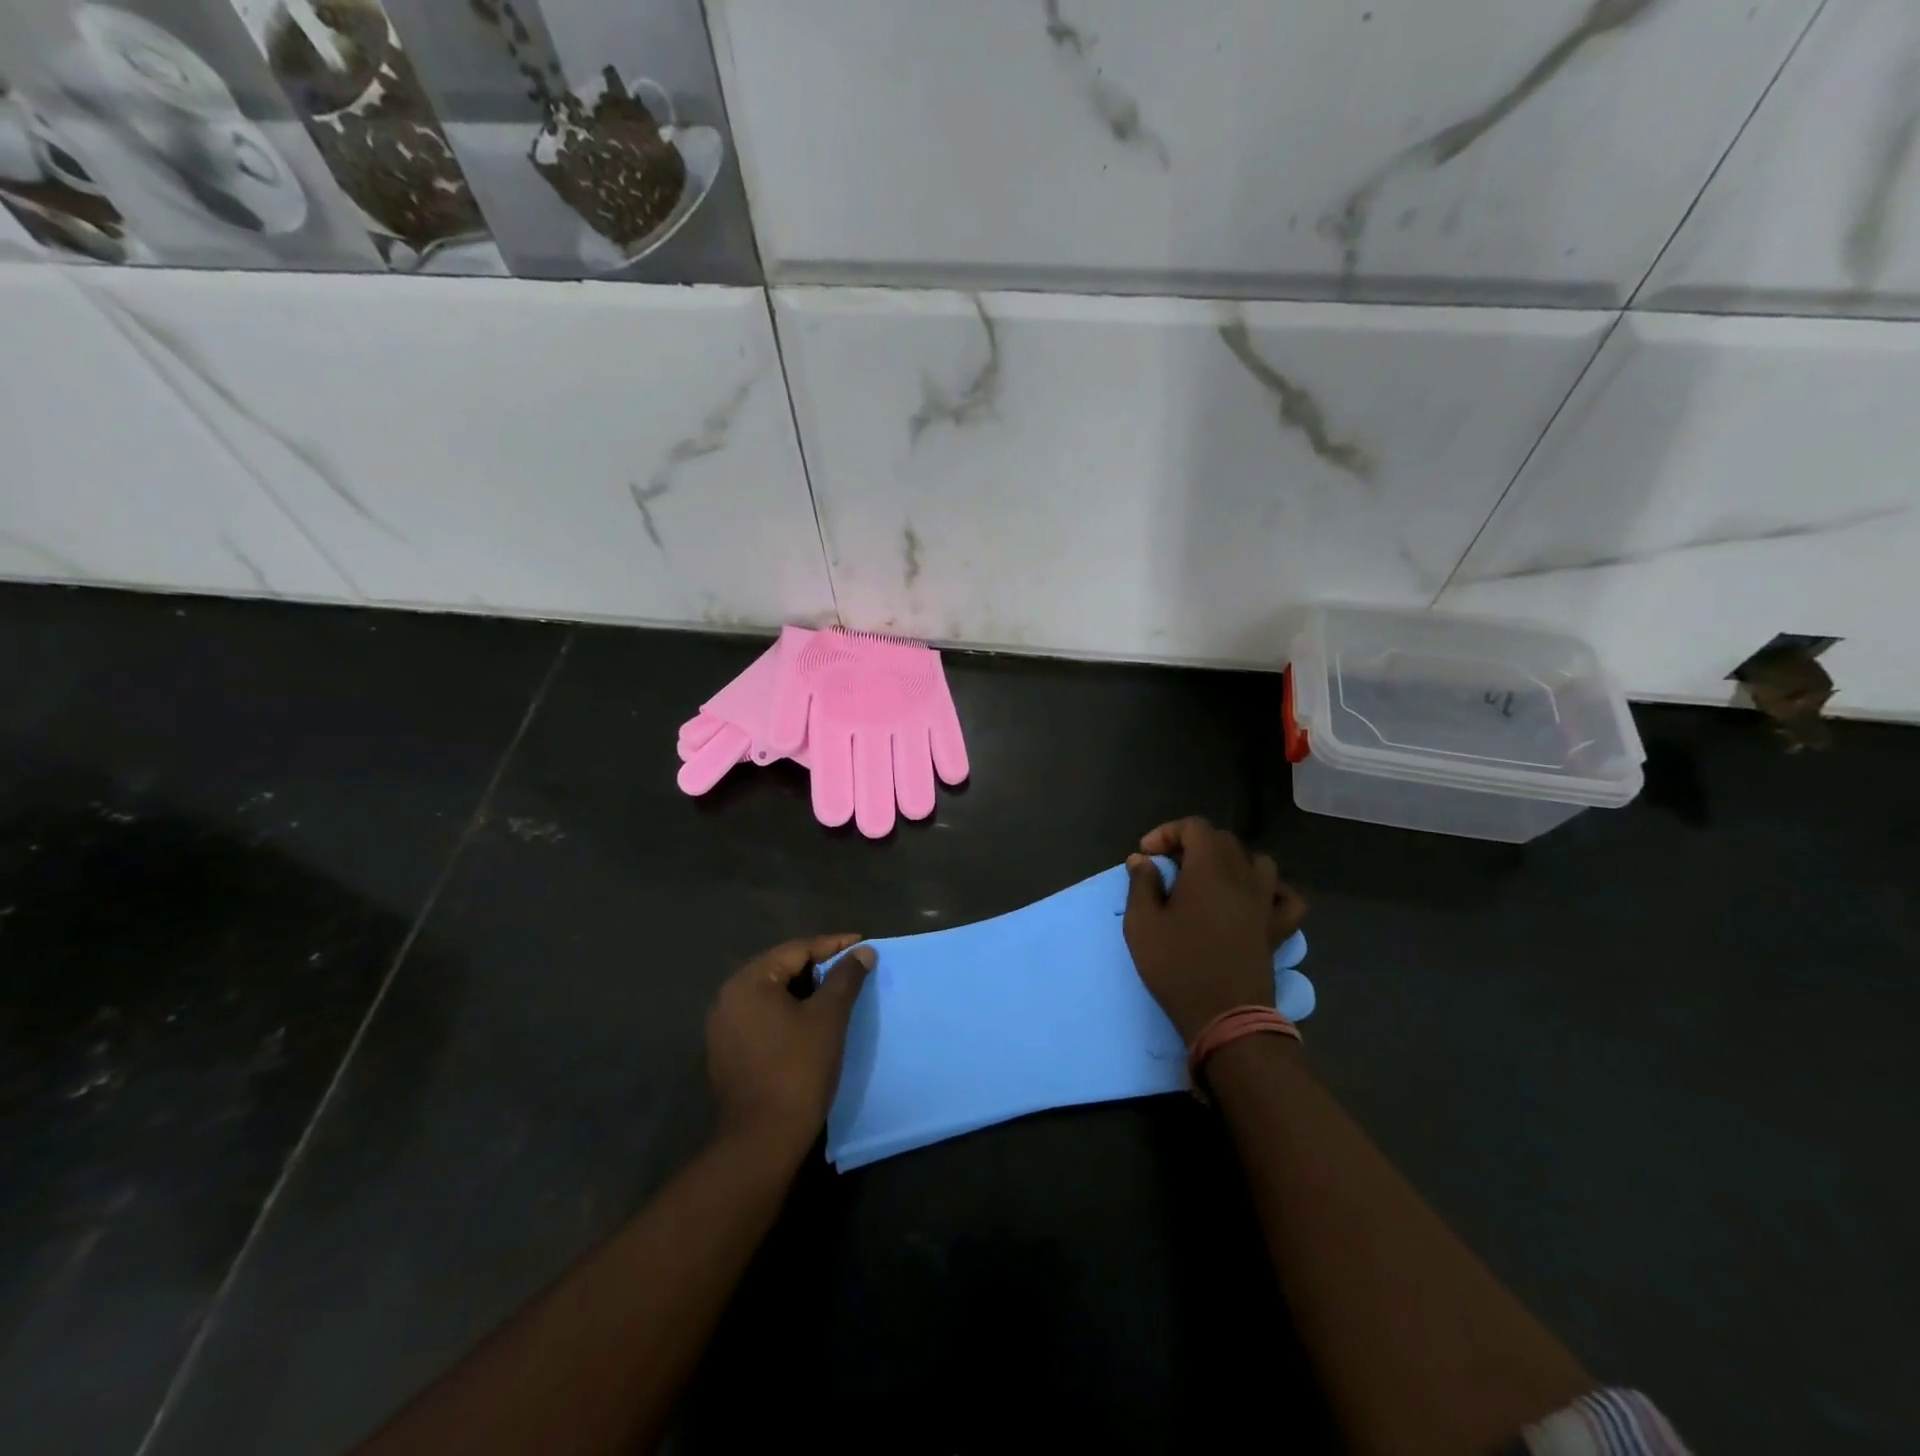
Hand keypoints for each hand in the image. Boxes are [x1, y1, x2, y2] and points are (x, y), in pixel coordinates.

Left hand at [706, 934, 875, 1162]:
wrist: (762, 1140)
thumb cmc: (798, 1069)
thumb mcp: (828, 1017)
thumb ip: (846, 978)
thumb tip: (863, 951)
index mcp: (748, 981)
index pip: (796, 950)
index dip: (833, 945)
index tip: (863, 944)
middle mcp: (728, 997)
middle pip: (781, 968)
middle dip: (818, 966)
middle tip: (852, 968)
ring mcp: (723, 1026)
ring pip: (772, 993)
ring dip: (804, 990)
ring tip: (837, 993)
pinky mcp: (727, 1051)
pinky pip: (762, 1016)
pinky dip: (788, 1012)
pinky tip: (811, 1021)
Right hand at [1123, 817, 1307, 1043]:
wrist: (1225, 1016)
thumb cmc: (1178, 966)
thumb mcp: (1142, 924)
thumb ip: (1141, 884)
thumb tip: (1142, 860)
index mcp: (1209, 870)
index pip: (1195, 827)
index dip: (1167, 833)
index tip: (1146, 856)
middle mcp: (1243, 877)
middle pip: (1223, 840)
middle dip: (1192, 845)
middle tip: (1168, 869)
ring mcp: (1265, 903)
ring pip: (1257, 861)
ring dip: (1231, 862)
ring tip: (1209, 880)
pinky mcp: (1278, 928)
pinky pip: (1286, 897)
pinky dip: (1272, 890)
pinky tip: (1254, 899)